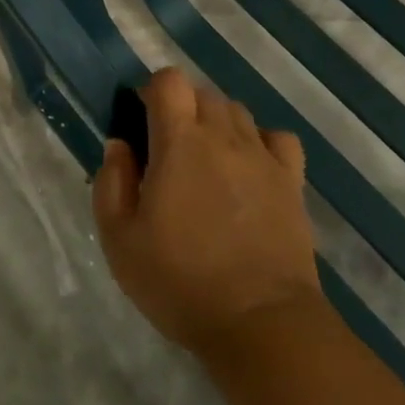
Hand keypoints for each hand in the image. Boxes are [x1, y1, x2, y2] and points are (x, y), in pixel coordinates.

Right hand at [93, 68, 321, 360]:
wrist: (261, 324)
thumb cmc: (180, 281)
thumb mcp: (120, 240)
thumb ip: (112, 183)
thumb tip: (120, 146)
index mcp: (179, 142)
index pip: (170, 80)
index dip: (153, 91)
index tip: (143, 122)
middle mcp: (223, 136)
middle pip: (203, 92)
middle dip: (182, 109)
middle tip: (169, 151)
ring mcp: (262, 157)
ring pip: (237, 111)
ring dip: (217, 124)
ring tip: (207, 163)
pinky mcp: (292, 182)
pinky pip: (277, 138)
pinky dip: (260, 142)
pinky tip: (250, 168)